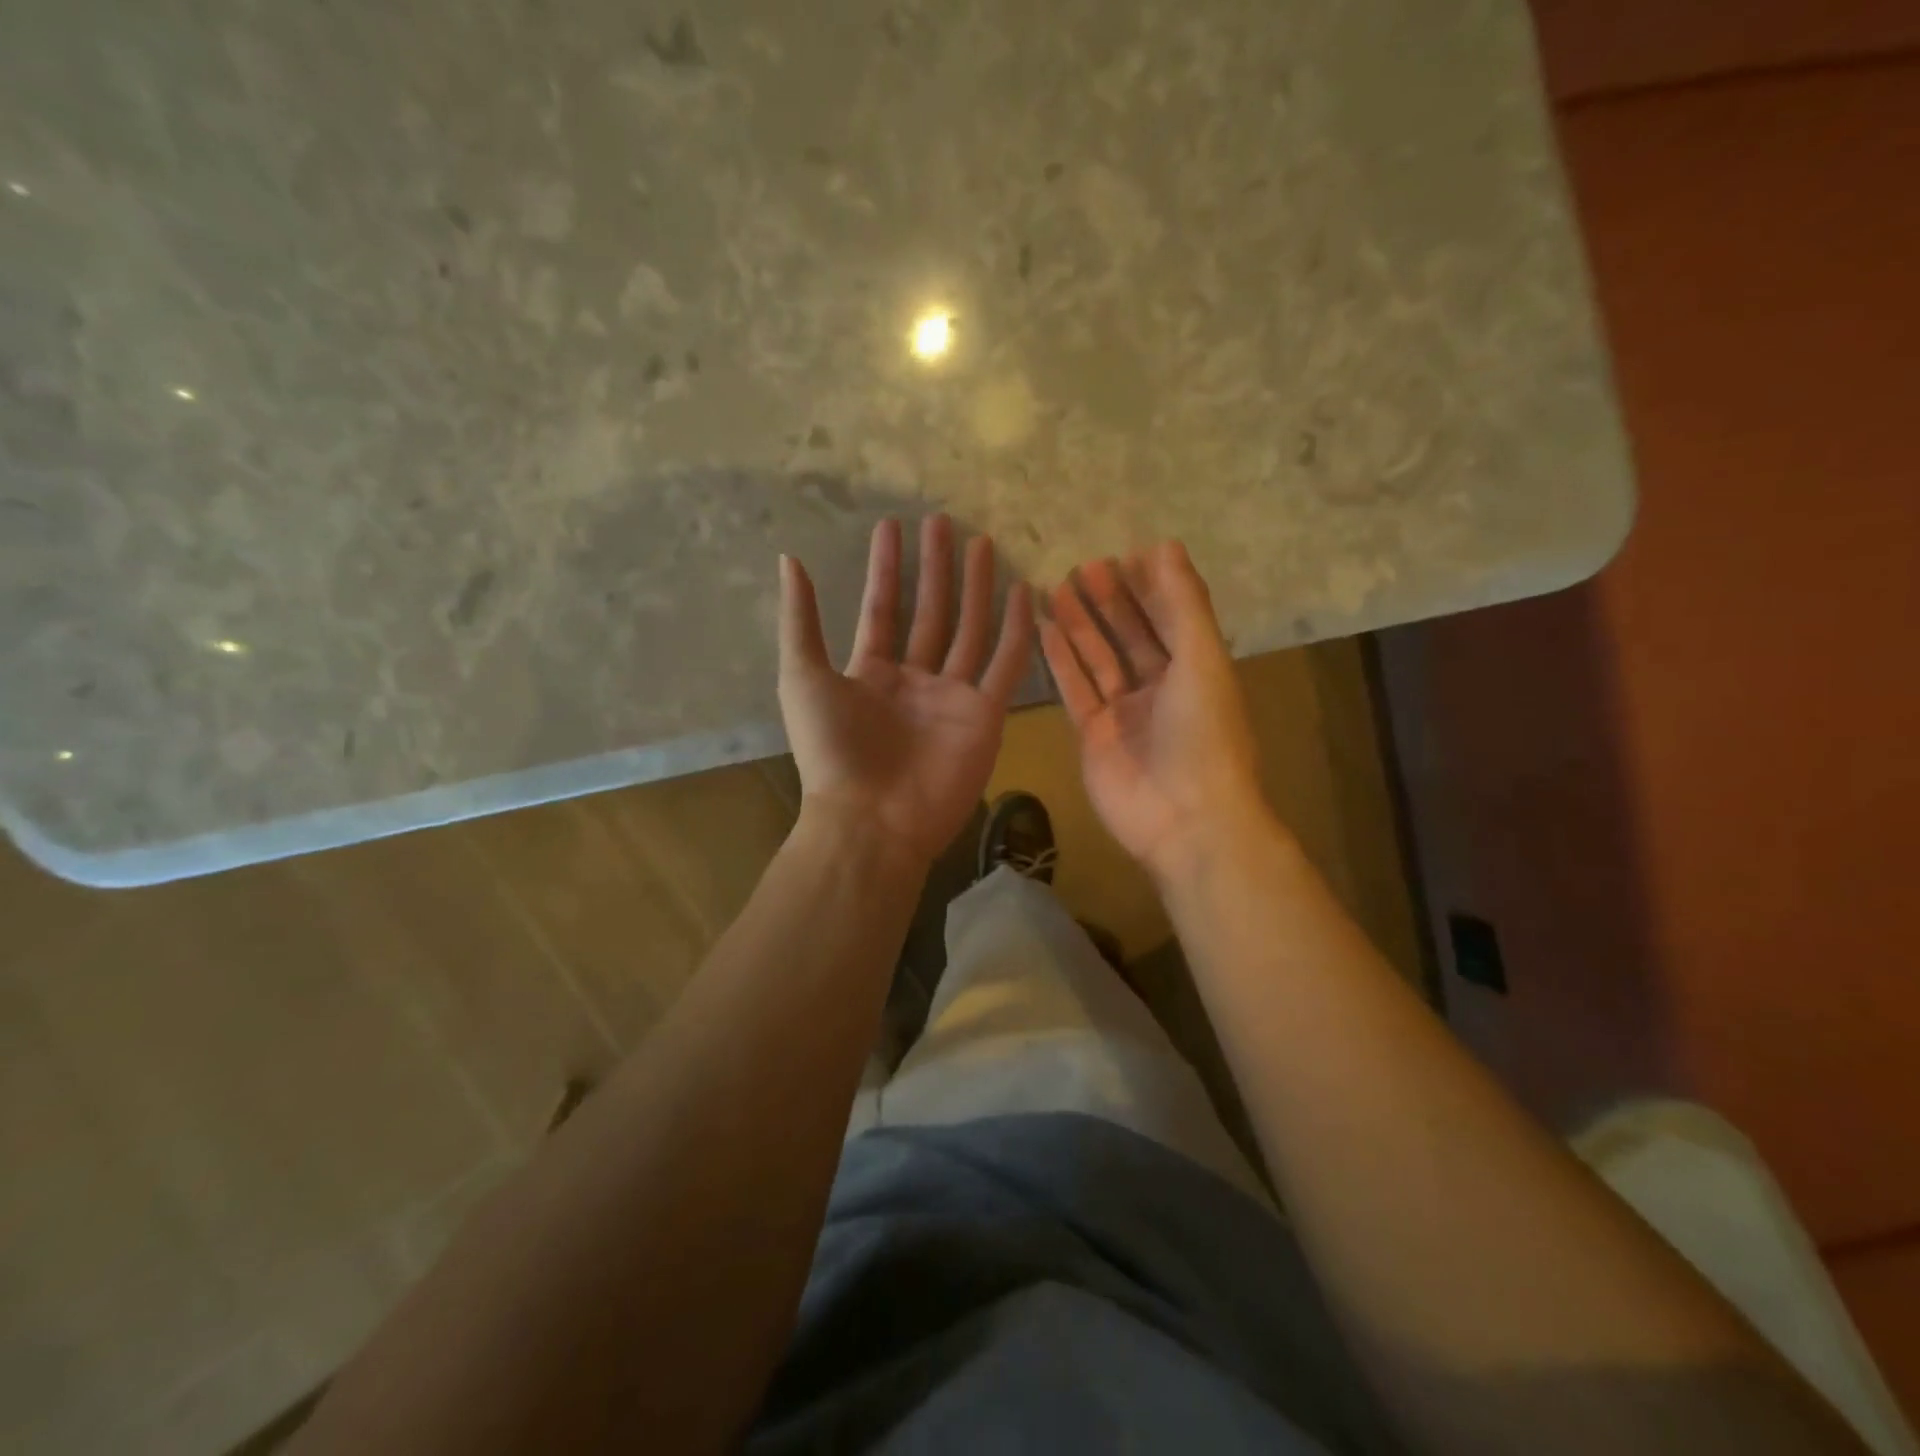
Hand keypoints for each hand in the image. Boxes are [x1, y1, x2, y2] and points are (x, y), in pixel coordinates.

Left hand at [778, 515, 1033, 867]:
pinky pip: (1005, 665)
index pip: (883, 609)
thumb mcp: (803, 676)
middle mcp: (914, 680)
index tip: (893, 526)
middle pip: (930, 612)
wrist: (872, 818)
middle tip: (943, 520)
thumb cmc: (832, 750)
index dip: (886, 569)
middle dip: (935, 568)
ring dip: (975, 587)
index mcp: (871, 673)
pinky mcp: (985, 716)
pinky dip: (1017, 630)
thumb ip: (801, 619)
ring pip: (969, 630)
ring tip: (982, 541)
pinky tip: (1023, 591)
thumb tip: (788, 558)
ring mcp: (952, 697)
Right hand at [1039, 543, 1266, 879]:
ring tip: (1056, 586)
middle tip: (1083, 565)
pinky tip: (1044, 628)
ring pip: (1098, 659)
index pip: (1170, 617)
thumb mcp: (1202, 659)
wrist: (1185, 819)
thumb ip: (1184, 603)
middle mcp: (1161, 687)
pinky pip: (1075, 689)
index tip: (1124, 553)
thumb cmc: (1203, 734)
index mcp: (1196, 670)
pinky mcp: (1093, 735)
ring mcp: (1124, 713)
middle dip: (1111, 600)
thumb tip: (1165, 544)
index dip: (1149, 587)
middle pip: (1131, 634)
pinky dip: (1061, 660)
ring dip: (1081, 623)